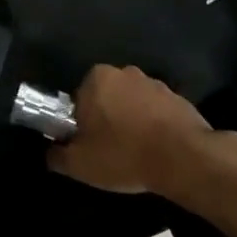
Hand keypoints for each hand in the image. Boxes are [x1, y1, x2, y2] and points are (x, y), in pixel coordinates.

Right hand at [47, 65, 212, 193]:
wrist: (184, 158)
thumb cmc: (123, 155)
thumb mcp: (78, 164)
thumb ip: (57, 155)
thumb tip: (52, 151)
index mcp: (96, 79)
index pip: (77, 100)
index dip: (79, 124)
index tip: (87, 145)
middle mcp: (125, 72)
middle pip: (105, 98)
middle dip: (105, 119)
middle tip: (108, 150)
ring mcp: (155, 83)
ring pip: (131, 103)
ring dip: (130, 121)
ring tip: (135, 153)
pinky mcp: (178, 97)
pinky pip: (156, 111)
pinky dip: (153, 125)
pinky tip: (155, 149)